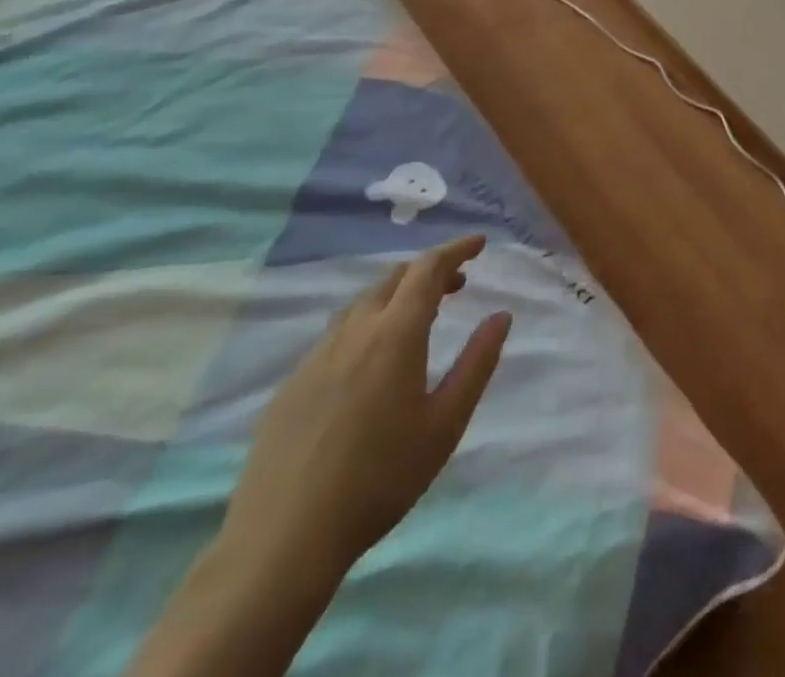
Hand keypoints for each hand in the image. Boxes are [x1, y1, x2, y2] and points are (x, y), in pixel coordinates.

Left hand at [221, 235, 511, 582]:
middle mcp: (354, 332)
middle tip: (459, 284)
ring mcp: (316, 356)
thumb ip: (477, 363)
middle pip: (394, 278)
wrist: (282, 541)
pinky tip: (371, 361)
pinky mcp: (291, 384)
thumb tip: (501, 316)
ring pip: (362, 303)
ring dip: (397, 295)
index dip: (456, 249)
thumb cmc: (380, 479)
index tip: (480, 243)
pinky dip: (367, 323)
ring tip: (419, 317)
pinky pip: (337, 333)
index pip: (428, 269)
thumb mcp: (445, 423)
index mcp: (396, 334)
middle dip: (429, 271)